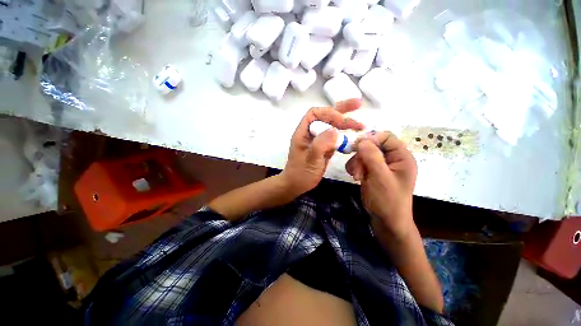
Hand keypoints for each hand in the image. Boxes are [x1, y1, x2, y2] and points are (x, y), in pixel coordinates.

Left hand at [282, 99, 363, 195]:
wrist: (296, 185)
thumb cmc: (300, 173)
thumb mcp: (311, 159)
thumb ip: (321, 144)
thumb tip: (335, 130)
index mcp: (303, 132)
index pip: (315, 114)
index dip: (329, 113)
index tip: (342, 121)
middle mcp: (311, 133)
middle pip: (325, 116)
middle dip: (341, 111)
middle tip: (359, 104)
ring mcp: (318, 140)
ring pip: (332, 127)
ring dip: (346, 124)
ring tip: (361, 126)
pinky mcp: (324, 148)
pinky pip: (335, 138)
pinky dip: (345, 136)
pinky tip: (354, 137)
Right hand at [345, 131, 416, 237]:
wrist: (386, 221)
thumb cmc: (387, 200)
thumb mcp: (380, 177)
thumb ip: (372, 156)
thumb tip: (361, 140)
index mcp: (401, 157)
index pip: (386, 137)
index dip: (371, 139)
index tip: (357, 148)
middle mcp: (392, 159)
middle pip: (372, 145)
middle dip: (361, 156)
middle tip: (356, 170)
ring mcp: (381, 166)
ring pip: (364, 154)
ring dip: (356, 163)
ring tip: (356, 176)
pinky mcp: (372, 172)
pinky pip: (360, 162)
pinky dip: (355, 168)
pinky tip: (355, 177)